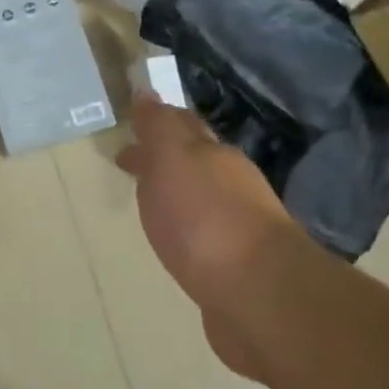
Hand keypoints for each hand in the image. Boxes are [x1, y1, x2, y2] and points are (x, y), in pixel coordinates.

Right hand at [117, 94, 304, 377]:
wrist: (259, 295)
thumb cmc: (205, 218)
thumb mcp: (172, 159)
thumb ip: (159, 127)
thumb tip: (147, 93)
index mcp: (214, 155)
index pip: (182, 126)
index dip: (155, 122)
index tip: (129, 124)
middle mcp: (232, 185)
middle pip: (193, 161)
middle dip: (163, 157)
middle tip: (129, 163)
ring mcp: (239, 227)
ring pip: (200, 198)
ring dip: (175, 194)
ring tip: (148, 203)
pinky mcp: (238, 267)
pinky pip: (204, 237)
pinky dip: (186, 231)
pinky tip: (177, 244)